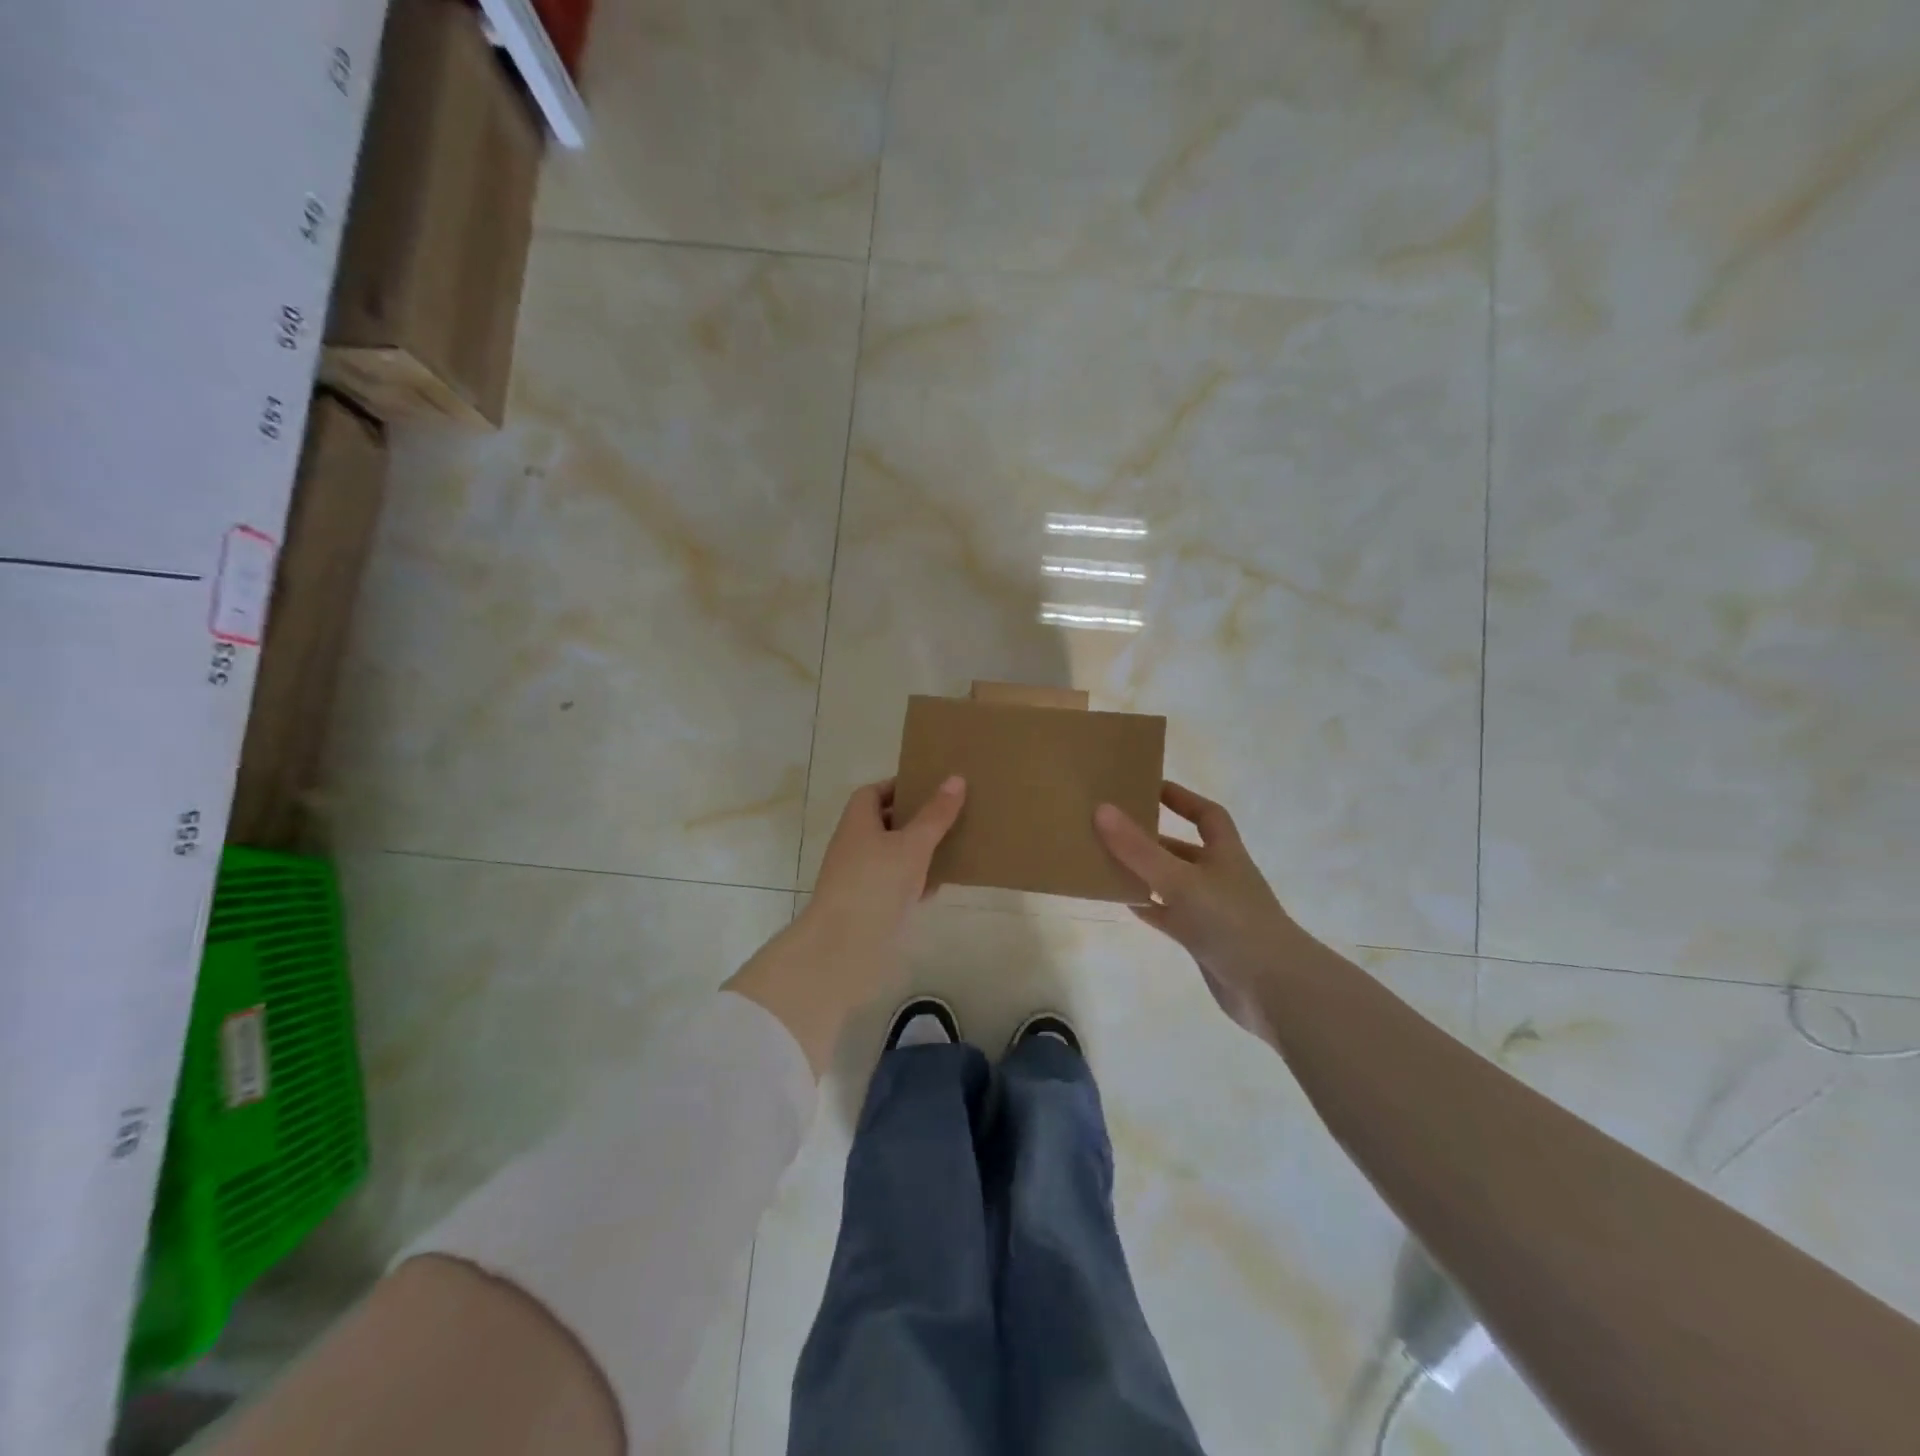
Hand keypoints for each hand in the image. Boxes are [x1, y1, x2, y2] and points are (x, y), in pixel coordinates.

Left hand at [806, 775, 966, 965]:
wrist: (843, 945)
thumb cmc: (876, 883)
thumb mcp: (913, 844)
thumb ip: (935, 814)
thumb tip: (956, 778)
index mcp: (857, 822)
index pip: (872, 793)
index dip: (897, 787)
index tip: (927, 788)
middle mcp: (852, 845)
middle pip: (881, 823)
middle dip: (911, 819)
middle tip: (945, 816)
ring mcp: (856, 877)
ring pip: (889, 855)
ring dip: (914, 851)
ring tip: (948, 847)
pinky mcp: (865, 905)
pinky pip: (891, 883)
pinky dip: (912, 881)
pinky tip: (936, 886)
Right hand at [1094, 782, 1298, 1035]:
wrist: (1274, 989)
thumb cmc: (1231, 922)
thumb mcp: (1180, 880)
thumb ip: (1139, 849)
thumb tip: (1101, 809)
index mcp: (1224, 854)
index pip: (1206, 815)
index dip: (1181, 798)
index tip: (1149, 787)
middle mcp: (1219, 877)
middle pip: (1182, 849)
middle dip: (1151, 838)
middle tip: (1111, 827)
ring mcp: (1211, 911)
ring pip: (1171, 883)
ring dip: (1144, 873)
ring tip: (1106, 861)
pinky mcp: (1203, 941)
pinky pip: (1169, 916)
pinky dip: (1148, 907)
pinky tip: (1123, 901)